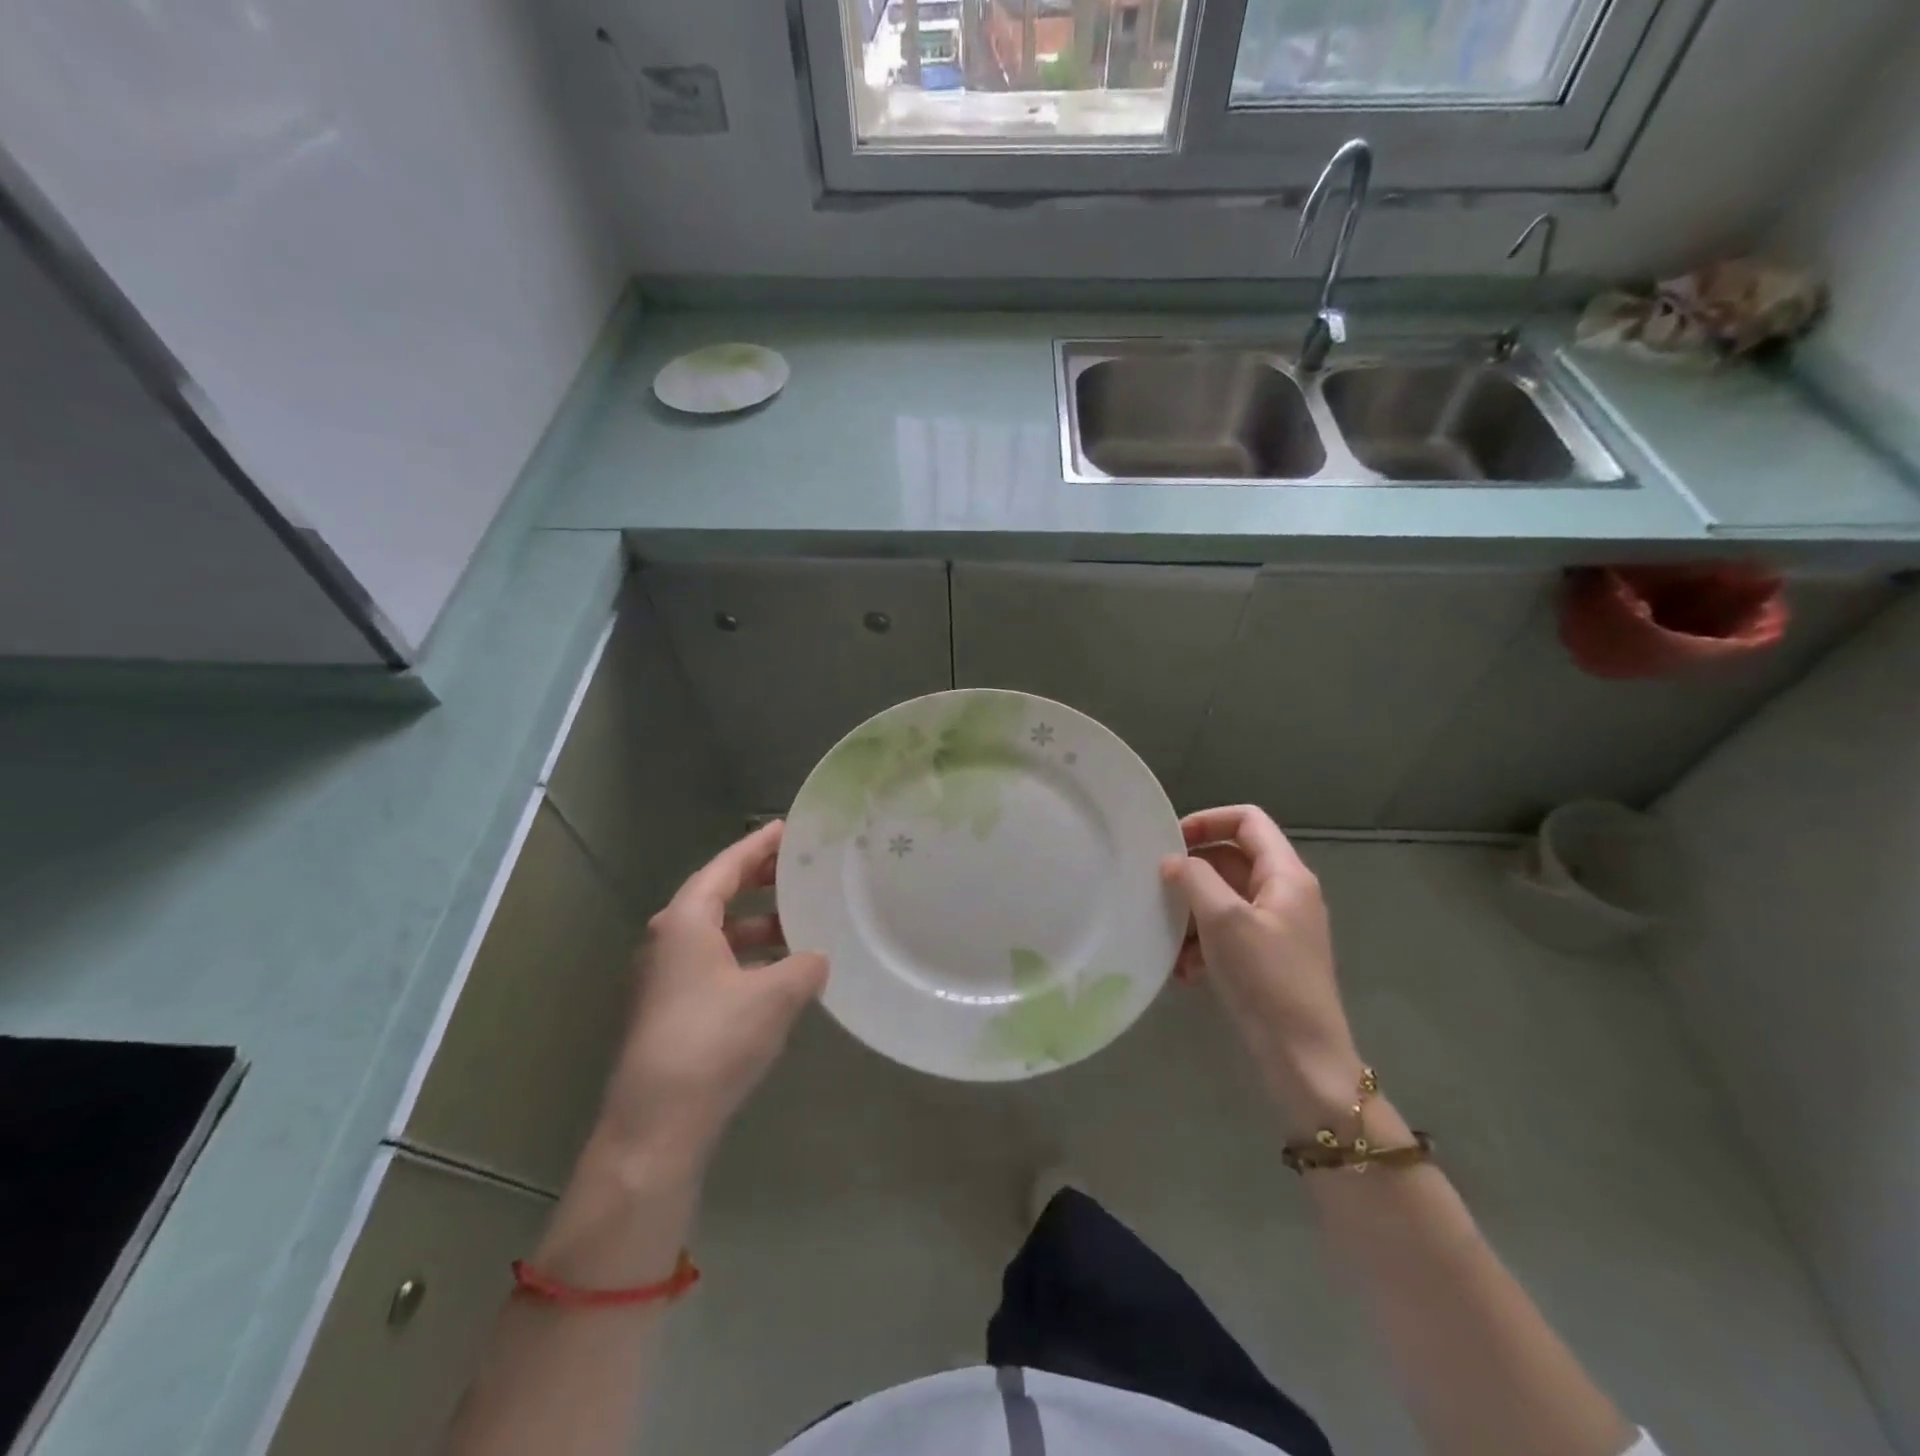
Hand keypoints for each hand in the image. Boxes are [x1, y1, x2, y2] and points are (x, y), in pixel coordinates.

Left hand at [594, 821, 827, 1171]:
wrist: (656, 1124)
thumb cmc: (713, 1041)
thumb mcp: (774, 996)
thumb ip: (804, 967)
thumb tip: (817, 959)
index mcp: (686, 921)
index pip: (726, 866)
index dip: (759, 846)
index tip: (788, 828)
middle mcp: (669, 939)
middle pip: (718, 894)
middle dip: (758, 880)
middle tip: (798, 868)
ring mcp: (666, 976)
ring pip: (717, 932)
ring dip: (755, 923)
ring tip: (798, 921)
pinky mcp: (671, 1008)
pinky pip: (714, 962)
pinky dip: (746, 956)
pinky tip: (778, 972)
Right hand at [1160, 806, 1364, 1132]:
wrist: (1303, 1058)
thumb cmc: (1267, 978)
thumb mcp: (1225, 920)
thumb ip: (1195, 879)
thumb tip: (1172, 862)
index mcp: (1286, 875)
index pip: (1247, 820)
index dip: (1207, 821)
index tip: (1170, 843)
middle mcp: (1284, 893)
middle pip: (1230, 860)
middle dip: (1191, 875)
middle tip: (1158, 891)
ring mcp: (1275, 927)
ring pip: (1223, 899)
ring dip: (1191, 915)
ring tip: (1169, 943)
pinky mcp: (1264, 958)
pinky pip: (1225, 933)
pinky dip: (1202, 944)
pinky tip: (1184, 972)